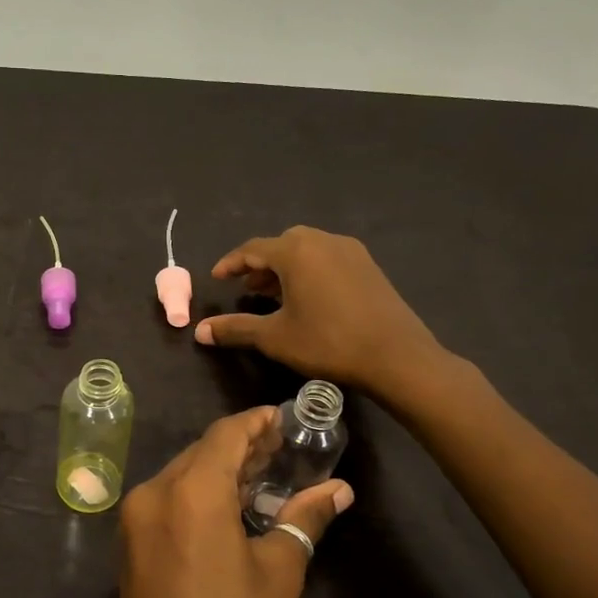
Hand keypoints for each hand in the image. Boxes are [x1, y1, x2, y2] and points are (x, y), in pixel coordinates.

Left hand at [111, 407, 352, 597]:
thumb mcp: (278, 574)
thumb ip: (304, 520)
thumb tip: (338, 490)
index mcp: (190, 492)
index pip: (225, 434)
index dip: (256, 421)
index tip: (284, 417)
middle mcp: (154, 491)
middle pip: (201, 451)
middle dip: (241, 446)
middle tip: (282, 447)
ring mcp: (135, 516)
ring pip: (182, 473)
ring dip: (219, 469)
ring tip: (263, 473)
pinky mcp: (130, 539)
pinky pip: (168, 497)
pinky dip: (198, 491)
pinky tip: (229, 505)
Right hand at [194, 226, 451, 411]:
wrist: (397, 357)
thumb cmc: (328, 343)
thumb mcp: (275, 338)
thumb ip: (235, 329)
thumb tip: (199, 331)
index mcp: (296, 252)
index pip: (253, 249)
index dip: (231, 263)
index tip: (216, 278)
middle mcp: (322, 241)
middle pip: (281, 244)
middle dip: (260, 264)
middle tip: (246, 288)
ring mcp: (350, 252)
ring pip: (306, 251)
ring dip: (285, 268)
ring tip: (272, 294)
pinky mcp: (369, 266)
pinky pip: (327, 259)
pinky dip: (309, 271)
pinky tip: (307, 299)